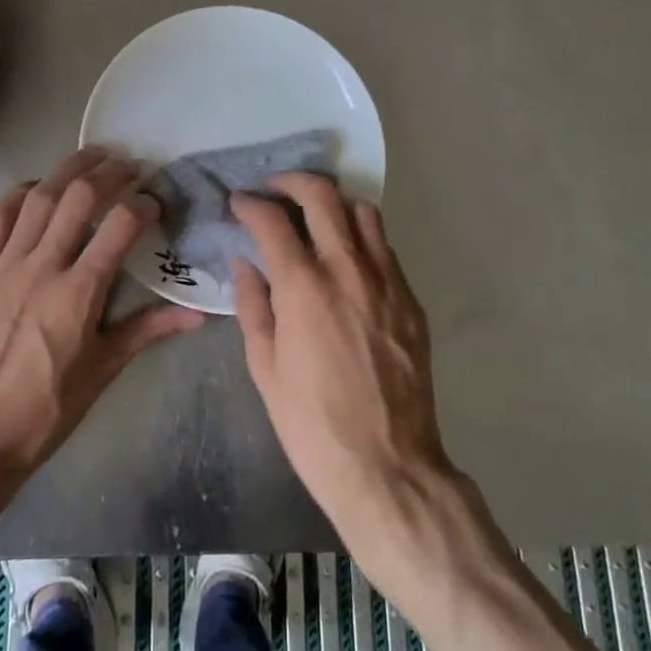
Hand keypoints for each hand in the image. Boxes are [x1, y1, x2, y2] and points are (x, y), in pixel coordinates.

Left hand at [0, 147, 203, 539]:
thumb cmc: (44, 412)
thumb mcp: (101, 372)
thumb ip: (147, 331)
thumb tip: (197, 315)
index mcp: (78, 294)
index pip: (119, 226)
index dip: (142, 204)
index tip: (154, 201)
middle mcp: (42, 267)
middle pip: (78, 198)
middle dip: (109, 172)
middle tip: (129, 164)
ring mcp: (5, 265)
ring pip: (39, 197)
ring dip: (69, 169)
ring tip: (93, 155)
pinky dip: (20, 192)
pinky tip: (38, 185)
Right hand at [231, 175, 455, 590]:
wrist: (390, 468)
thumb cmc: (313, 424)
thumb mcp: (265, 369)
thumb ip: (253, 306)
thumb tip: (244, 264)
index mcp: (303, 287)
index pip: (272, 219)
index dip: (250, 203)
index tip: (239, 202)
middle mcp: (347, 269)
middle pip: (322, 196)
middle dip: (292, 181)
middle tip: (275, 189)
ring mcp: (386, 281)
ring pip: (363, 211)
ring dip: (334, 203)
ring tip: (316, 216)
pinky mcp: (410, 299)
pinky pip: (385, 247)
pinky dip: (361, 236)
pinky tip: (347, 257)